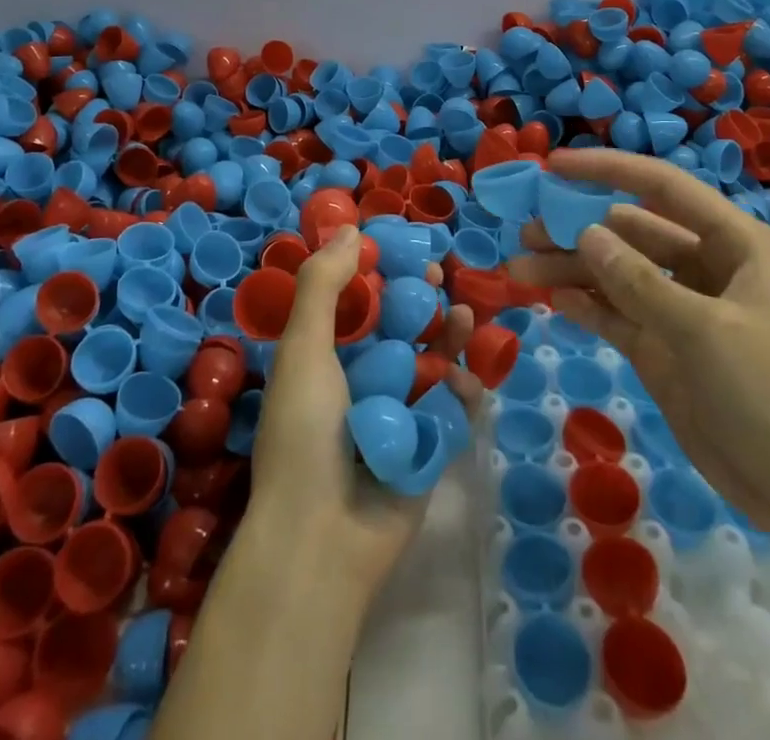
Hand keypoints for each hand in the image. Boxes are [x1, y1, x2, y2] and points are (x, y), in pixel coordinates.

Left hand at [245, 226, 483, 600]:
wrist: (321, 540)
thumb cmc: (305, 433)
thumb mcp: (303, 349)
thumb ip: (324, 286)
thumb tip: (352, 230)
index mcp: (326, 356)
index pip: (358, 300)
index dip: (381, 271)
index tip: (403, 248)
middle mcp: (361, 379)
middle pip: (399, 326)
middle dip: (421, 298)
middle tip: (440, 276)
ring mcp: (397, 414)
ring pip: (430, 361)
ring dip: (448, 336)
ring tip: (464, 314)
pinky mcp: (427, 447)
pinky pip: (450, 410)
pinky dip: (462, 391)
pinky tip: (466, 379)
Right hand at [509, 148, 769, 561]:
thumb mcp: (707, 332)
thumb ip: (640, 282)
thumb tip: (585, 232)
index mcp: (732, 244)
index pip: (662, 188)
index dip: (607, 171)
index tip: (553, 167)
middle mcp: (704, 268)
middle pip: (629, 232)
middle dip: (578, 228)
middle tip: (525, 232)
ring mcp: (681, 311)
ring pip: (616, 274)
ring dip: (572, 269)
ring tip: (520, 268)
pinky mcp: (665, 351)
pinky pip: (617, 316)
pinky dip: (586, 305)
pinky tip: (553, 300)